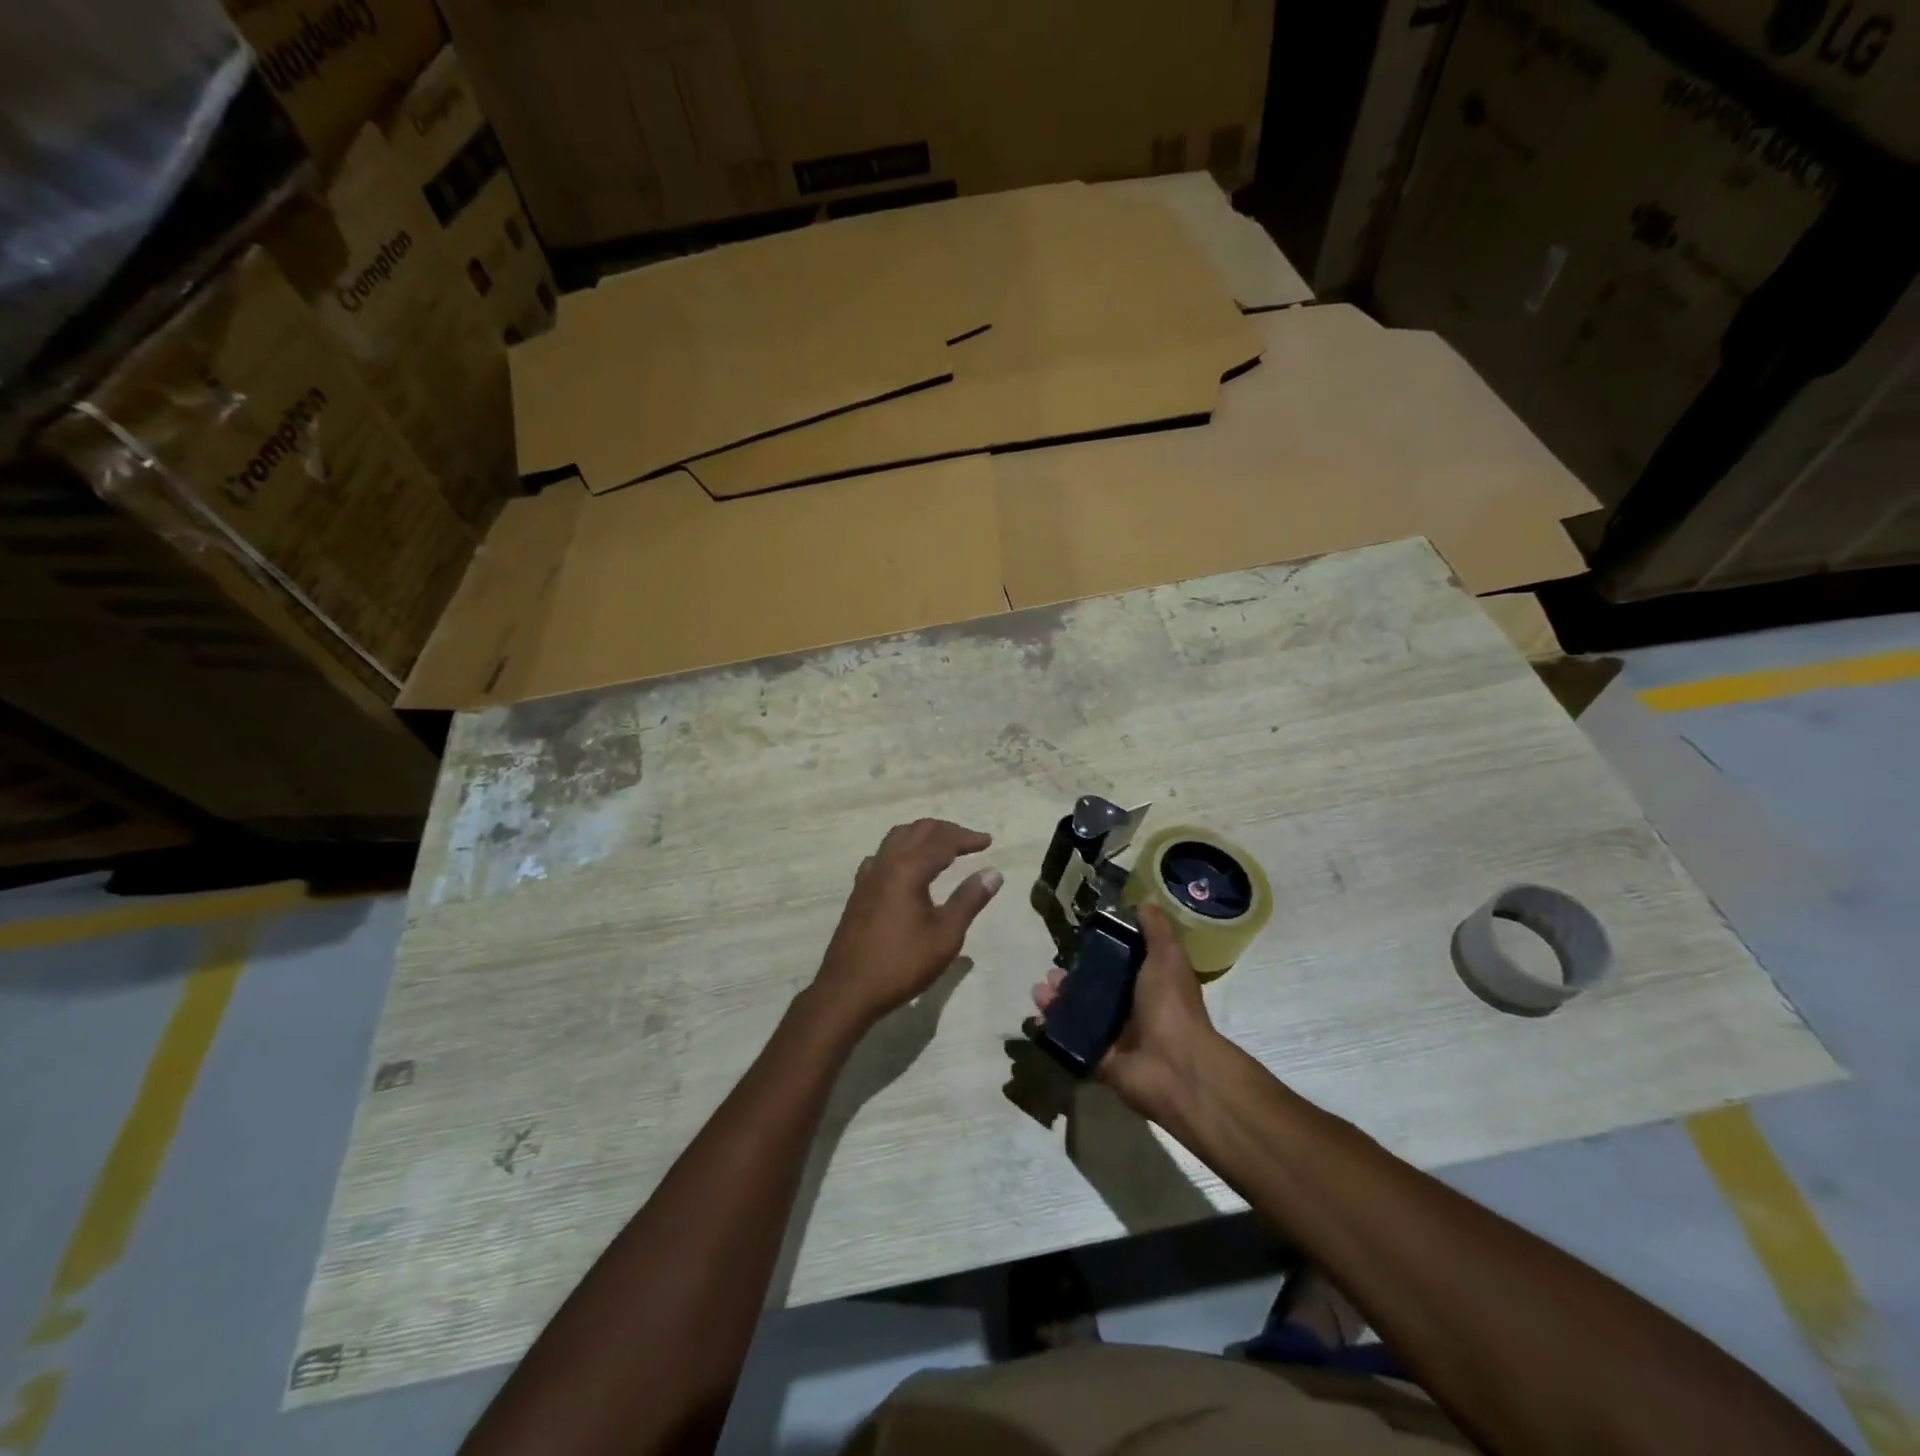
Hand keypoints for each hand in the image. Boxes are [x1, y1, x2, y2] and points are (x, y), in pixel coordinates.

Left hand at [814, 819, 1002, 1030]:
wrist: (848, 990)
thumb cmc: (902, 964)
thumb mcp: (945, 936)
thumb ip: (969, 900)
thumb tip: (993, 873)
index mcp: (908, 869)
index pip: (942, 841)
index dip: (967, 838)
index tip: (988, 841)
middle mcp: (886, 863)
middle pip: (918, 830)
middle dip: (946, 831)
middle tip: (970, 842)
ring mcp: (868, 876)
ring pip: (897, 838)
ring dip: (923, 836)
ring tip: (943, 848)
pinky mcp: (859, 891)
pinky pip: (883, 855)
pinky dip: (903, 850)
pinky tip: (908, 869)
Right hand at [1032, 903, 1219, 1117]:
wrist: (1173, 1065)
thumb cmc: (1171, 1004)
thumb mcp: (1167, 956)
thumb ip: (1155, 929)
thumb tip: (1143, 900)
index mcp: (1150, 984)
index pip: (1121, 963)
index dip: (1100, 951)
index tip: (1079, 939)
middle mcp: (1133, 1009)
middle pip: (1095, 988)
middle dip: (1071, 977)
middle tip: (1052, 970)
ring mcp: (1115, 1036)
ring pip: (1079, 1013)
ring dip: (1057, 999)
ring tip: (1040, 990)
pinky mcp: (1098, 1058)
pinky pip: (1070, 1040)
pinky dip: (1053, 1028)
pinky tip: (1038, 1013)